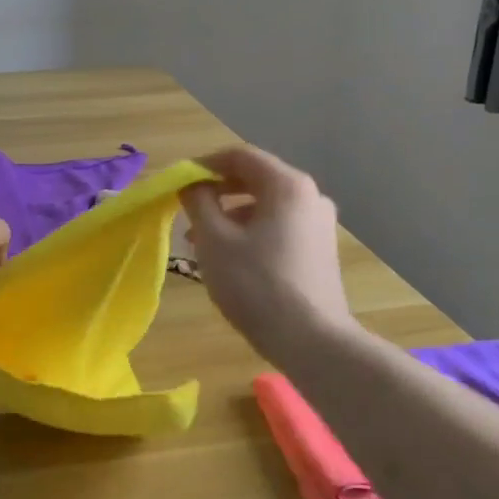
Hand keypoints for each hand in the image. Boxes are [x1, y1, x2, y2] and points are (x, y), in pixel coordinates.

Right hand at [181, 146, 355, 362]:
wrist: (312, 341)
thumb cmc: (257, 285)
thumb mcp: (215, 240)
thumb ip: (199, 203)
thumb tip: (193, 185)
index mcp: (287, 185)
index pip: (240, 156)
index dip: (204, 164)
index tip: (179, 183)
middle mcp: (310, 196)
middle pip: (255, 179)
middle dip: (217, 192)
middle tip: (188, 213)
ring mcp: (319, 224)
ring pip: (266, 206)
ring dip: (231, 215)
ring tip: (202, 242)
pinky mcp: (320, 250)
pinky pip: (279, 226)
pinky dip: (251, 232)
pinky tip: (230, 259)